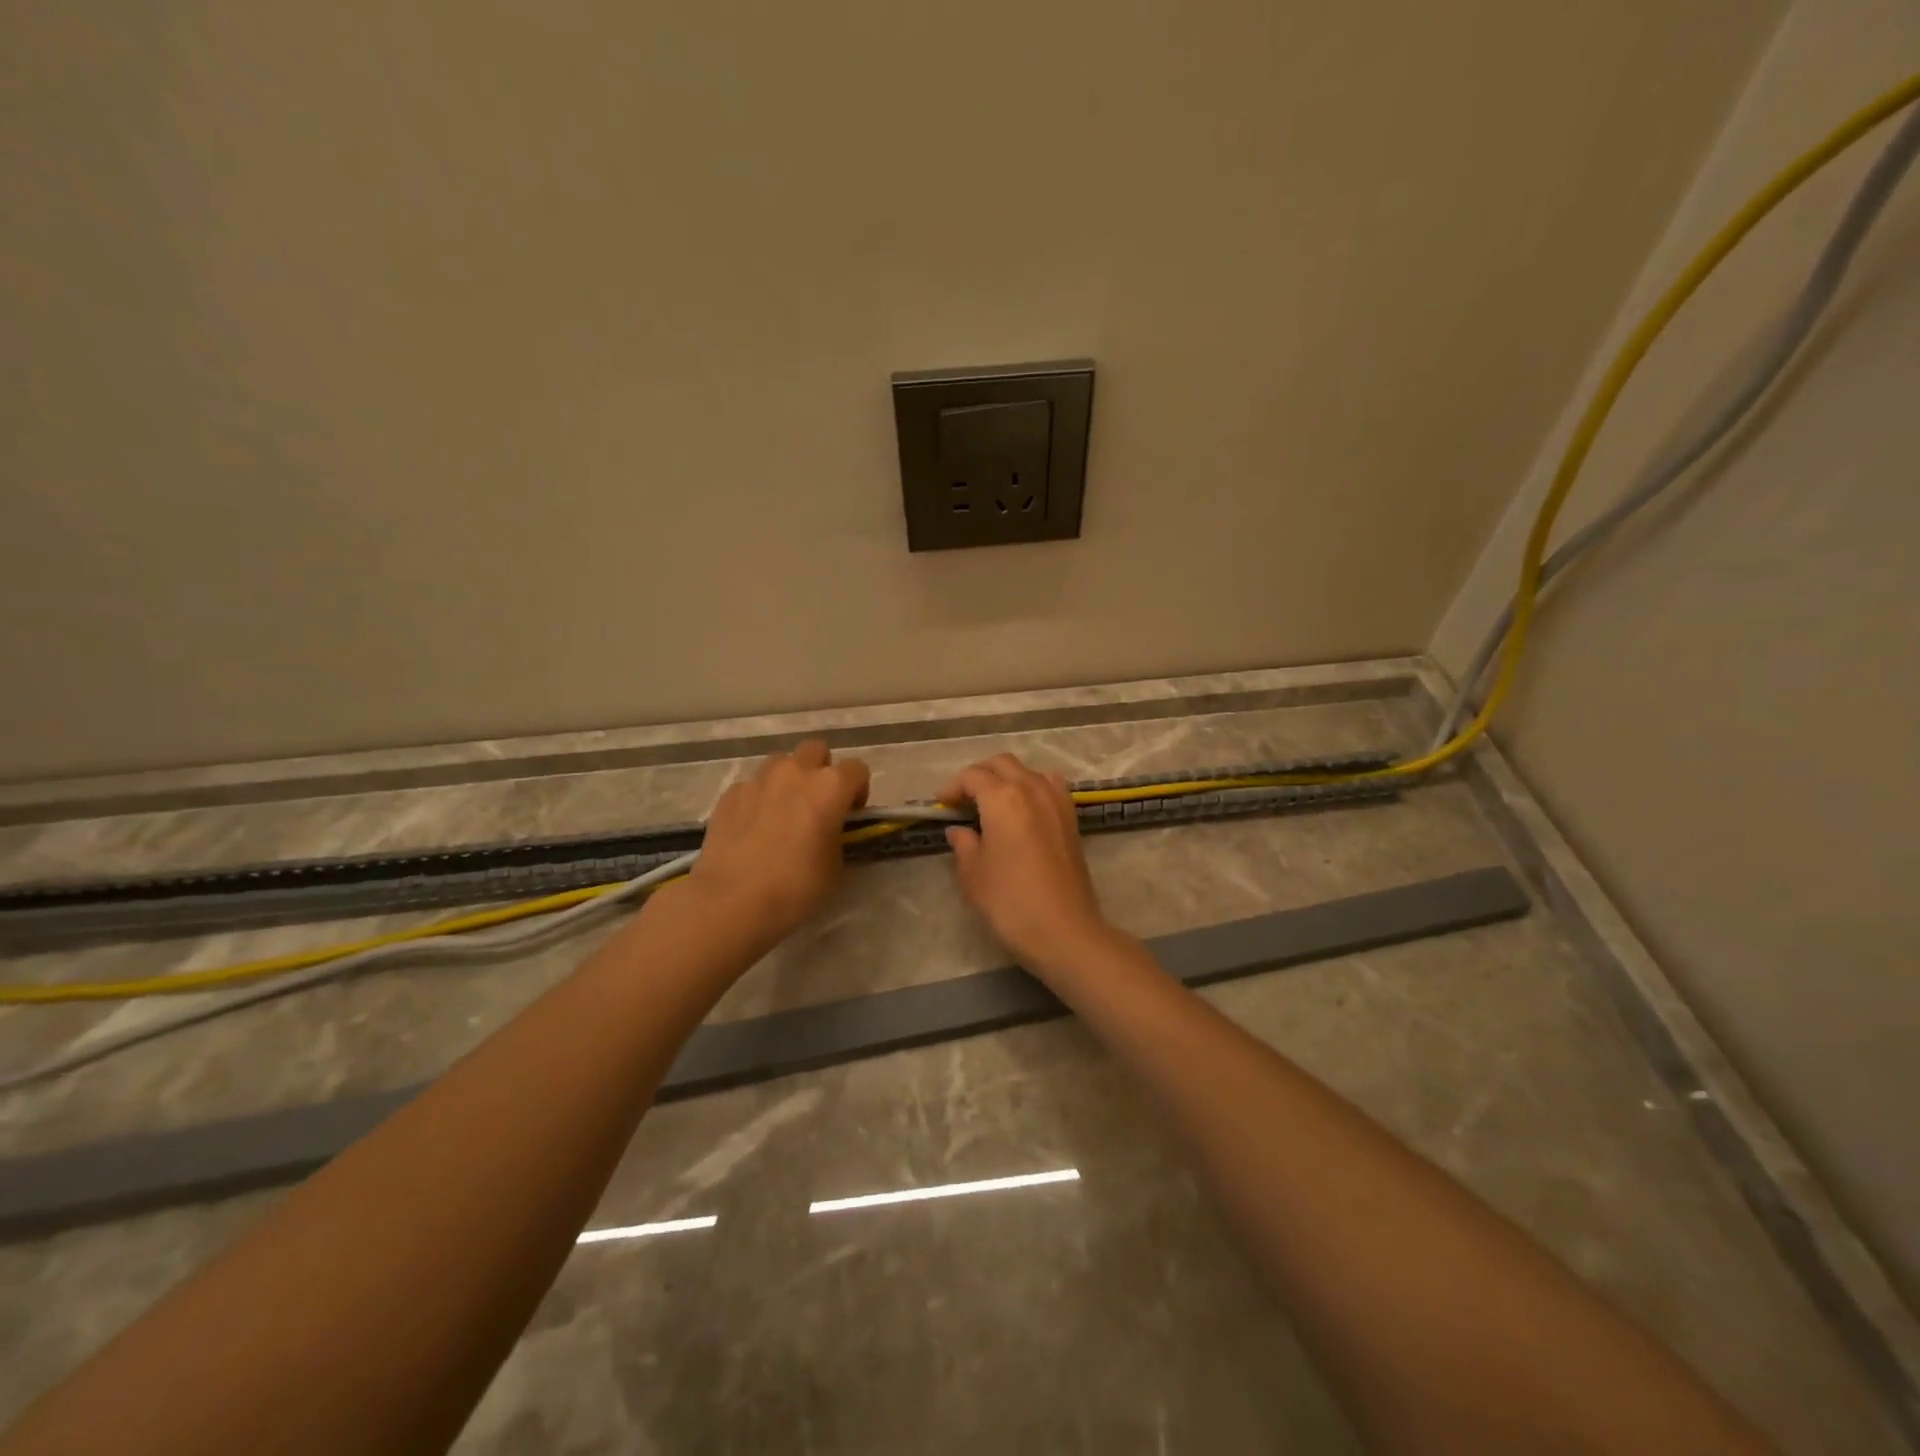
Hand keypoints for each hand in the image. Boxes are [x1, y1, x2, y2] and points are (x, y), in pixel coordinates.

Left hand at [684, 740, 870, 945]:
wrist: (732, 901)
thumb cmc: (795, 887)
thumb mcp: (836, 867)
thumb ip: (838, 837)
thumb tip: (828, 831)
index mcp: (830, 787)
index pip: (857, 769)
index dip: (858, 790)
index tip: (850, 815)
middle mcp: (795, 772)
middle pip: (816, 750)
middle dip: (821, 770)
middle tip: (817, 803)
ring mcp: (758, 780)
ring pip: (780, 763)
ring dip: (788, 779)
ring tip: (782, 812)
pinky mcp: (730, 794)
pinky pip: (752, 786)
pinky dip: (757, 799)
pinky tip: (752, 828)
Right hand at [939, 754, 1112, 972]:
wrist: (1064, 930)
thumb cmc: (1010, 902)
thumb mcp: (973, 874)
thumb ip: (963, 844)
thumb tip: (959, 830)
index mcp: (1003, 798)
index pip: (972, 776)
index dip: (953, 787)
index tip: (941, 805)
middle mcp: (1032, 788)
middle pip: (1001, 764)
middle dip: (979, 775)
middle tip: (963, 800)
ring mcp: (1056, 801)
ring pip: (1027, 771)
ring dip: (1007, 778)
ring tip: (992, 803)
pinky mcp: (1071, 818)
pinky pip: (1049, 786)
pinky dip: (1033, 787)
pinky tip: (1024, 809)